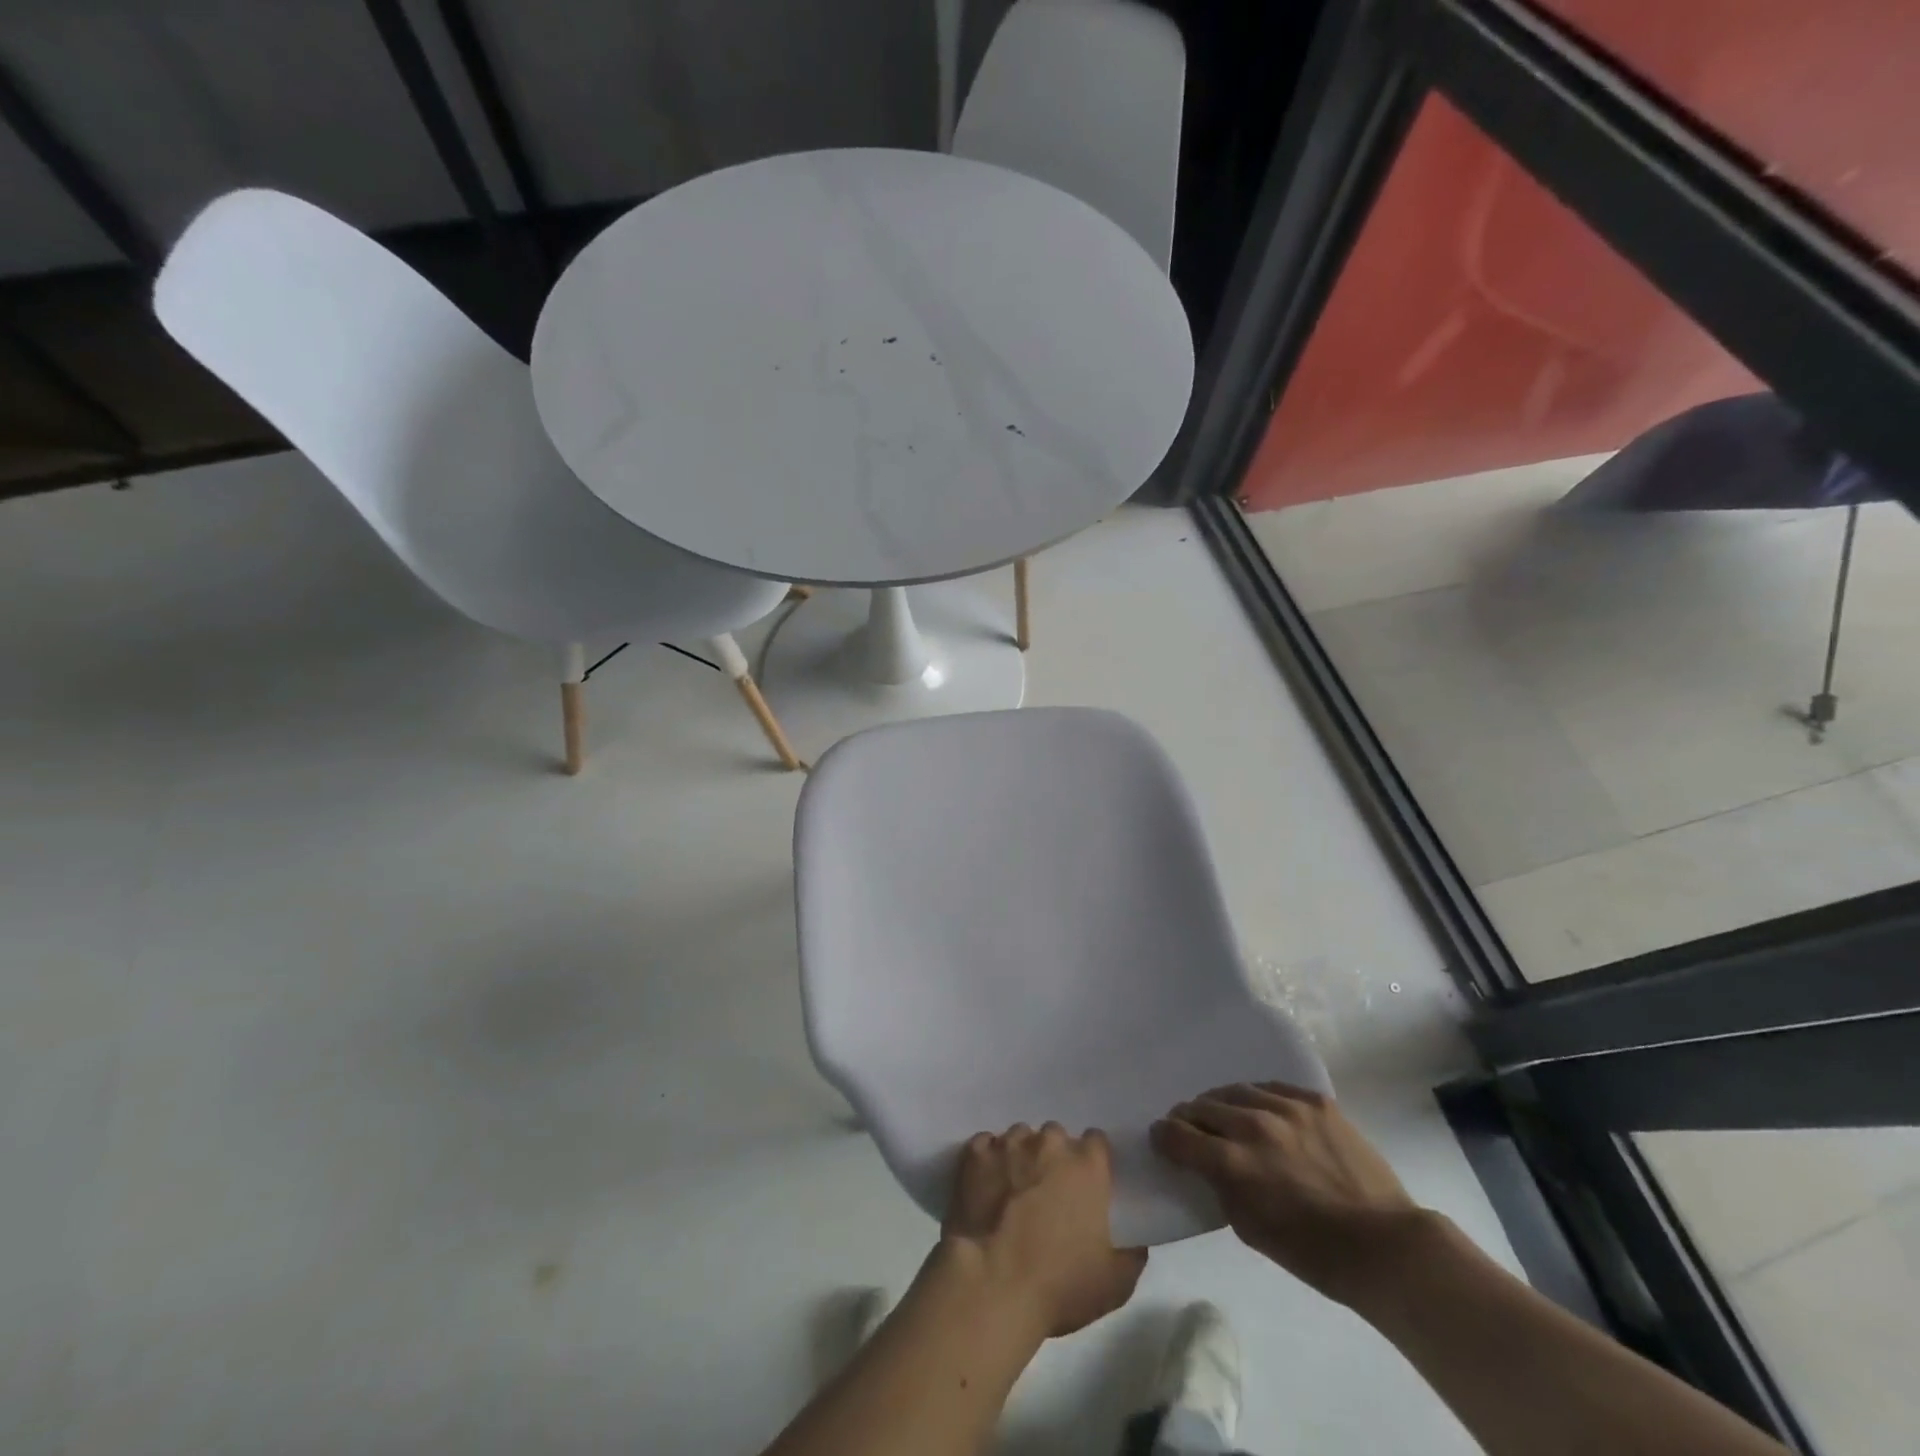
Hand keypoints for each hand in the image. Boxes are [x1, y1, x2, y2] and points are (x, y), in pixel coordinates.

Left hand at [939, 1123, 1147, 1338]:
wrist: (992, 1282)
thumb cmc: (1059, 1284)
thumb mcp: (1114, 1284)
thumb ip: (1131, 1256)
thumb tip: (1136, 1243)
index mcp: (1087, 1165)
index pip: (1096, 1142)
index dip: (1093, 1161)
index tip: (1087, 1184)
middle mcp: (1049, 1143)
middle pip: (1056, 1136)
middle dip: (1054, 1157)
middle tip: (1048, 1191)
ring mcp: (1009, 1144)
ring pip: (1020, 1137)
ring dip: (1021, 1155)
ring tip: (1013, 1188)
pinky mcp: (975, 1154)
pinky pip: (985, 1145)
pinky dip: (987, 1160)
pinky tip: (986, 1183)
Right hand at [1152, 1083, 1420, 1304]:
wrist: (1385, 1245)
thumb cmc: (1313, 1253)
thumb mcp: (1250, 1229)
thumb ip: (1220, 1187)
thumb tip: (1205, 1163)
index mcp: (1233, 1163)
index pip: (1177, 1135)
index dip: (1163, 1136)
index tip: (1162, 1139)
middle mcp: (1252, 1125)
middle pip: (1201, 1106)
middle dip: (1188, 1118)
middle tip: (1190, 1129)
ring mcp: (1286, 1108)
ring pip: (1234, 1091)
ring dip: (1220, 1104)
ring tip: (1223, 1115)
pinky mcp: (1314, 1100)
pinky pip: (1271, 1087)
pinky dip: (1256, 1098)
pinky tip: (1259, 1110)